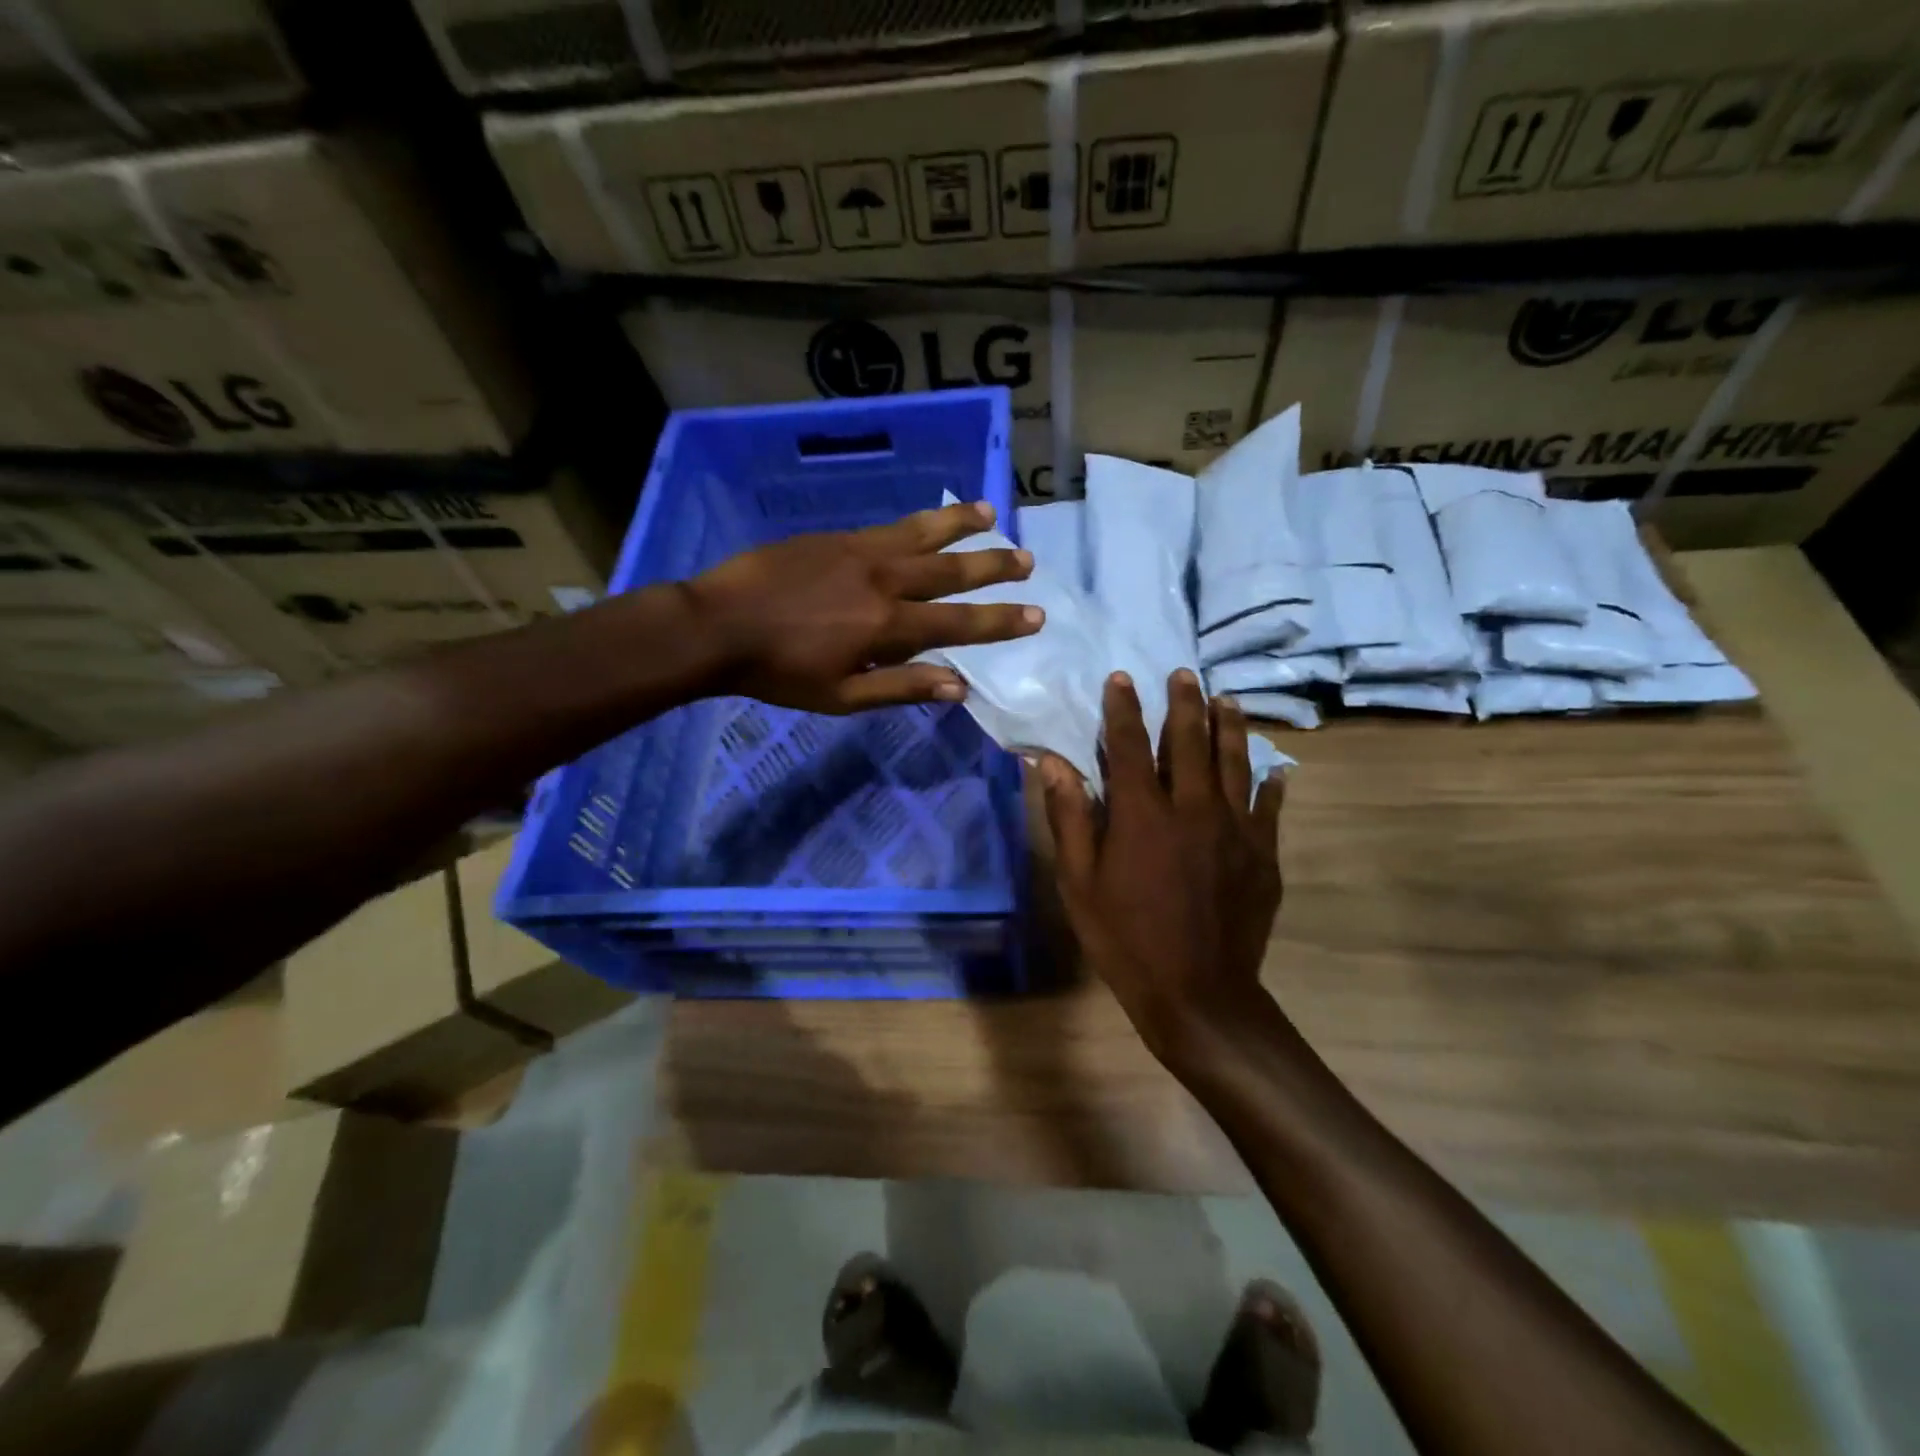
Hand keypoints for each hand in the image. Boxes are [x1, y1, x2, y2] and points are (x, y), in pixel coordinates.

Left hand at [686, 500, 1041, 712]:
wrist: (719, 625)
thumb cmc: (780, 672)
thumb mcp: (841, 697)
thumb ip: (902, 688)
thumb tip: (958, 687)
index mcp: (887, 626)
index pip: (958, 622)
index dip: (1000, 620)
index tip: (1036, 614)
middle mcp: (884, 581)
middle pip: (950, 570)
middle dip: (992, 565)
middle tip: (1027, 559)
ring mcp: (860, 552)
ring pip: (922, 533)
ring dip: (960, 524)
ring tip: (990, 511)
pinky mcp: (837, 538)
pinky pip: (890, 526)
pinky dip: (919, 521)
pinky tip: (930, 518)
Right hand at [1041, 668, 1284, 1062]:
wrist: (1197, 992)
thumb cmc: (1125, 938)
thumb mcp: (1079, 883)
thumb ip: (1070, 818)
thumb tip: (1053, 763)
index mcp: (1142, 814)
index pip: (1129, 746)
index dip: (1123, 709)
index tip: (1121, 678)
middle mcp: (1192, 809)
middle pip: (1190, 742)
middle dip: (1184, 703)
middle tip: (1185, 674)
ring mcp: (1235, 830)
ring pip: (1235, 764)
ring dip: (1229, 727)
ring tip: (1227, 700)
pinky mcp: (1262, 855)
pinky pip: (1269, 809)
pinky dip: (1271, 785)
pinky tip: (1275, 770)